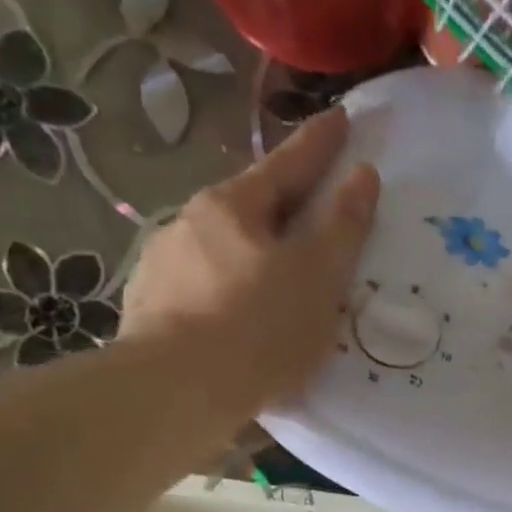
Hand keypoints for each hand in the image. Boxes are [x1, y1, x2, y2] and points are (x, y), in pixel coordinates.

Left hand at [122, 109, 378, 412]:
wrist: (175, 393)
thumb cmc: (259, 328)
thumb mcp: (318, 277)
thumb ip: (343, 226)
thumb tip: (362, 175)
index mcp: (232, 207)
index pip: (287, 164)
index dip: (320, 144)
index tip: (341, 118)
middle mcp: (189, 224)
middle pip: (250, 207)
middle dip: (283, 207)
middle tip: (313, 215)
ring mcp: (161, 268)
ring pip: (222, 252)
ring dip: (252, 257)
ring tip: (275, 283)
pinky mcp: (149, 312)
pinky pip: (202, 291)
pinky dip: (227, 295)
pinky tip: (236, 322)